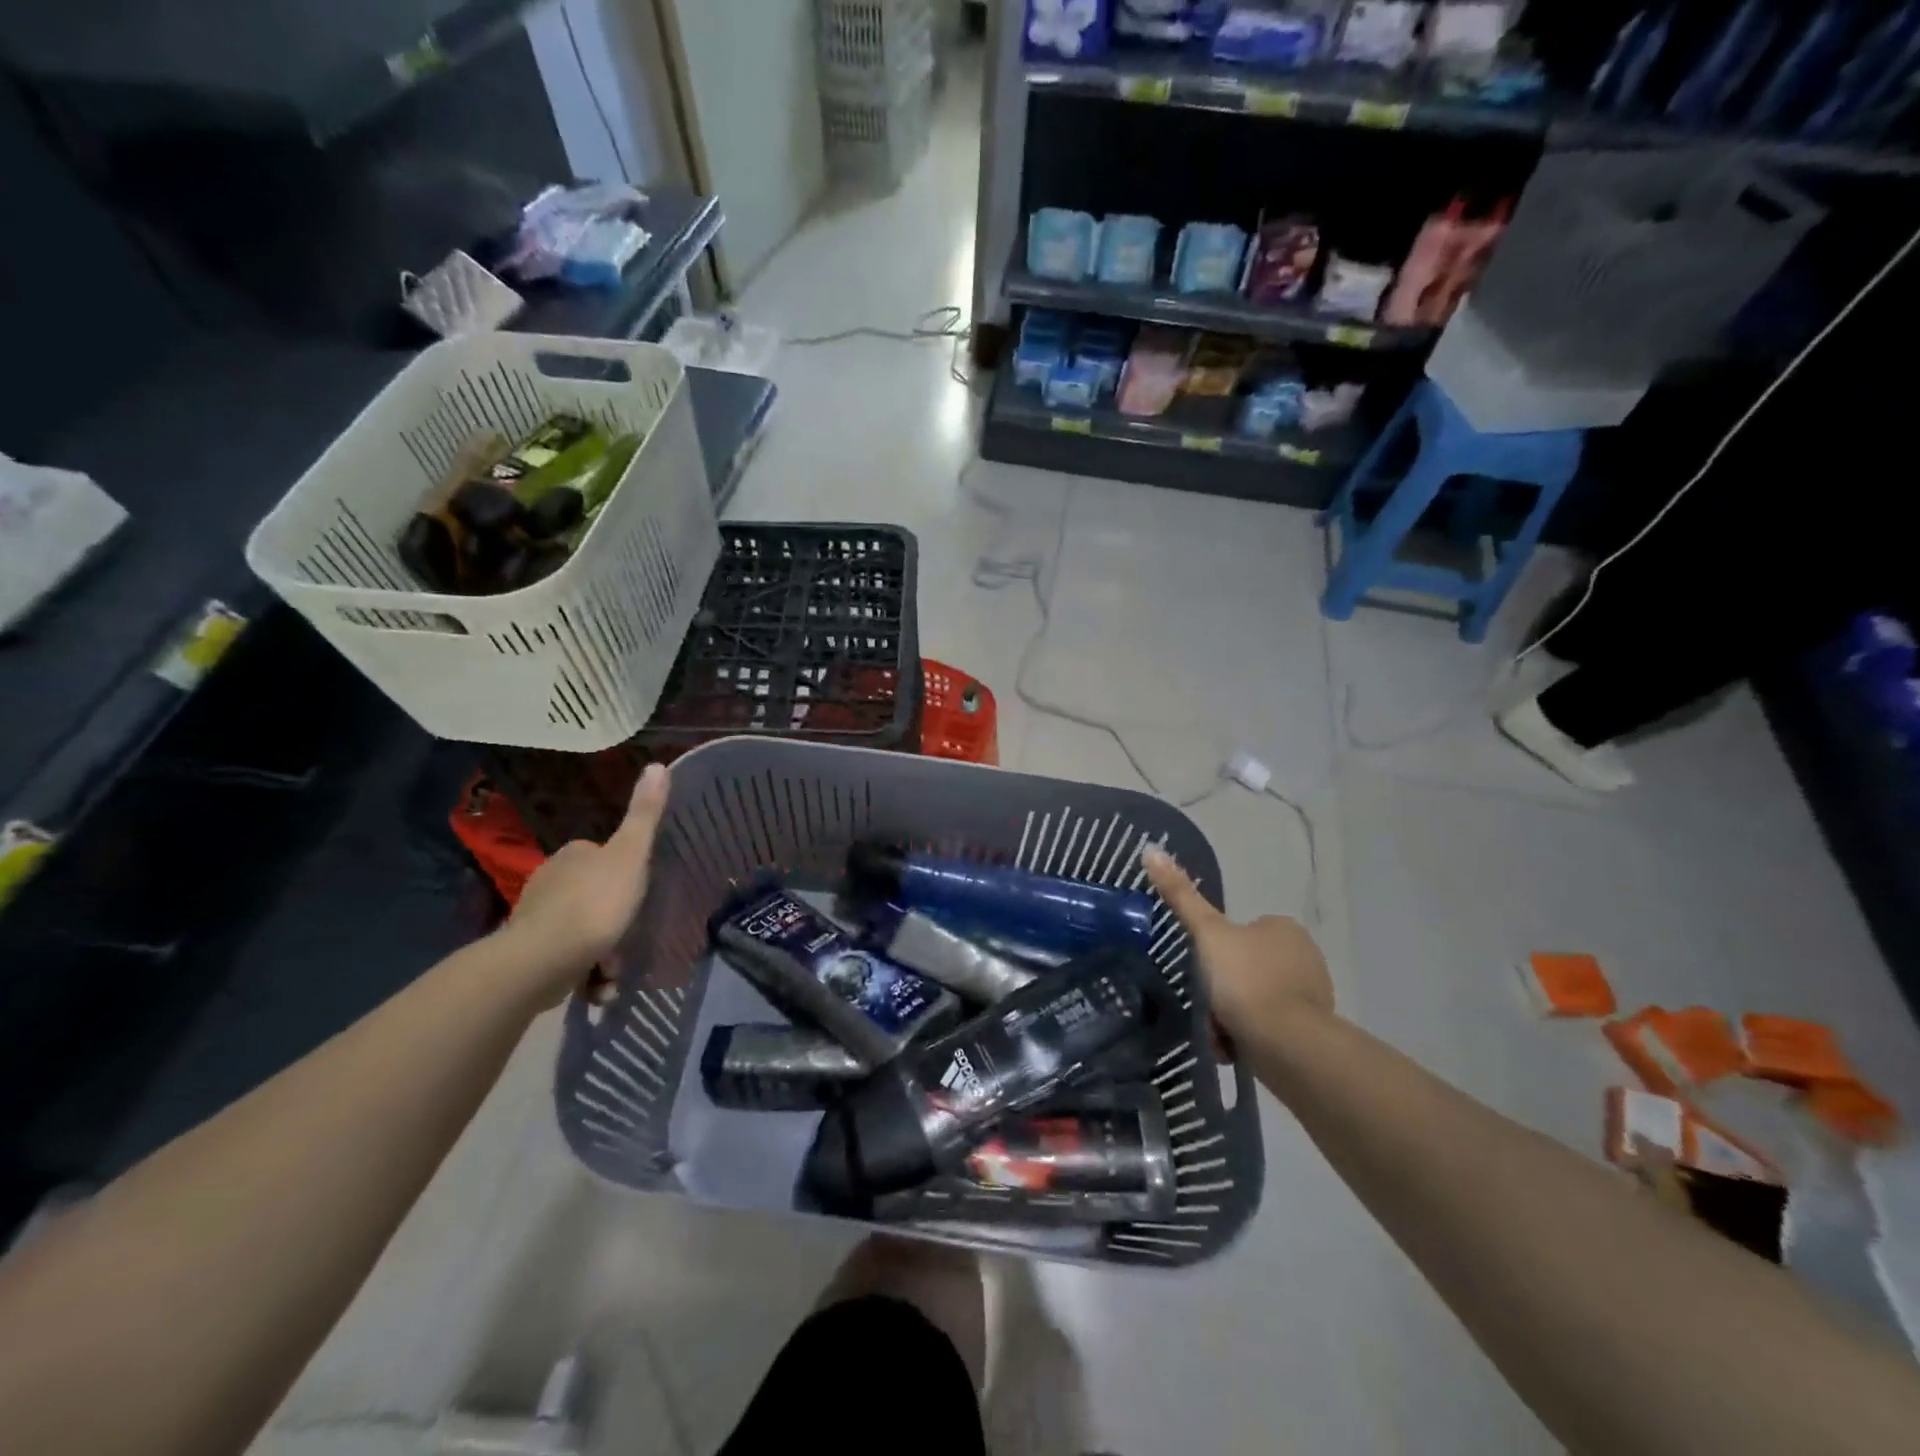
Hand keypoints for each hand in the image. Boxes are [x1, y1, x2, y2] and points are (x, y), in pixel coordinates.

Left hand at [501, 763, 669, 1006]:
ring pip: (583, 932)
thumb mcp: (630, 856)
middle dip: (615, 922)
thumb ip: (645, 815)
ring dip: (604, 955)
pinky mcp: (528, 953)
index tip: (640, 898)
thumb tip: (658, 764)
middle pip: (596, 897)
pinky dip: (585, 974)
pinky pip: (567, 960)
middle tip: (631, 939)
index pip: (605, 857)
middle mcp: (550, 880)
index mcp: (574, 855)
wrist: (542, 961)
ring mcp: (536, 918)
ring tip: (614, 973)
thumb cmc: (595, 903)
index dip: (626, 877)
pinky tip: (597, 988)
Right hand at [1143, 847, 1332, 1039]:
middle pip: (1244, 968)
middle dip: (1223, 989)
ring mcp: (1312, 994)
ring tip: (1220, 1033)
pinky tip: (1237, 1047)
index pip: (1240, 932)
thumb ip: (1181, 896)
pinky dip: (1250, 1036)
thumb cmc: (1245, 980)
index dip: (1216, 952)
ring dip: (1232, 1016)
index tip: (1203, 972)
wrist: (1288, 1044)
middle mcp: (1304, 955)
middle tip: (1207, 1006)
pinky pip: (1269, 1027)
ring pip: (1255, 999)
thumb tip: (1151, 848)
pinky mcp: (1313, 1030)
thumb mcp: (1207, 934)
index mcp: (1283, 927)